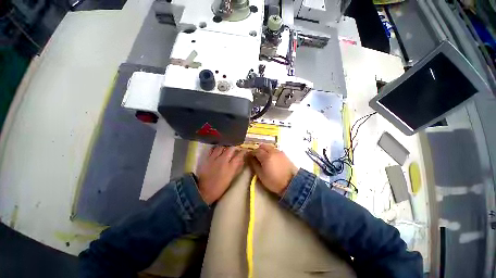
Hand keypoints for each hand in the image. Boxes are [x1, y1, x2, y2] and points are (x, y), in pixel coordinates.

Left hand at [197, 146, 246, 203]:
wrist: (204, 191)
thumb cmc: (220, 187)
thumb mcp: (231, 178)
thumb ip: (237, 168)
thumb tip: (242, 160)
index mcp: (230, 167)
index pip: (239, 155)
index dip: (243, 151)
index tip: (245, 150)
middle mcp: (223, 160)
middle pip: (230, 149)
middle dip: (234, 147)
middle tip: (236, 148)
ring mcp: (214, 158)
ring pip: (221, 147)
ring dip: (225, 146)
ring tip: (227, 147)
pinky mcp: (207, 158)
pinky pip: (212, 149)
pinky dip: (216, 148)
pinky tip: (218, 149)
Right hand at [249, 144, 297, 195]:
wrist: (292, 183)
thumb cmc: (274, 181)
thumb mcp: (261, 175)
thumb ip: (254, 165)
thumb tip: (250, 158)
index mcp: (266, 157)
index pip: (256, 150)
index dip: (251, 153)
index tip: (249, 156)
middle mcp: (273, 151)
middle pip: (263, 145)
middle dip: (258, 149)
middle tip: (256, 156)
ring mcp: (279, 152)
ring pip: (269, 146)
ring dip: (265, 149)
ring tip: (263, 157)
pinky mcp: (284, 154)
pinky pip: (275, 149)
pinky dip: (271, 151)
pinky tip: (271, 157)